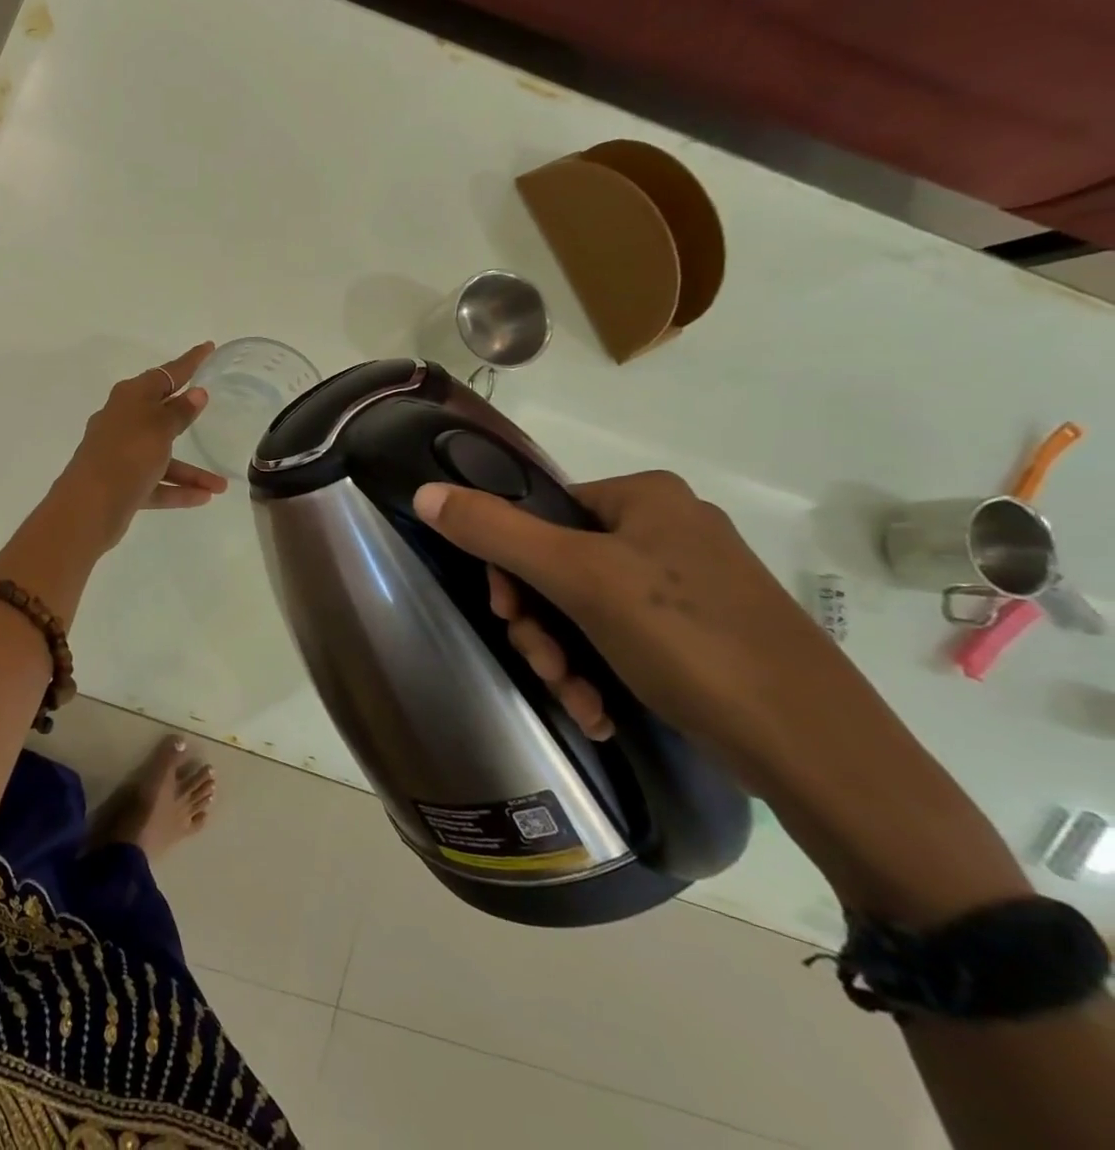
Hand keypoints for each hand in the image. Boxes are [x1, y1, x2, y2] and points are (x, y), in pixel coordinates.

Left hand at [57, 343, 228, 548]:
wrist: (89, 507)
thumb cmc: (127, 455)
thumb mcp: (158, 428)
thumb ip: (179, 412)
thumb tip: (195, 393)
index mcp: (129, 398)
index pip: (165, 374)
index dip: (188, 362)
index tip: (209, 348)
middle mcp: (122, 422)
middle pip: (159, 412)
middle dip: (186, 413)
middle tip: (211, 403)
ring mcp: (120, 455)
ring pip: (162, 456)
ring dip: (191, 469)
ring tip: (222, 485)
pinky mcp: (122, 484)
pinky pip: (156, 483)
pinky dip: (178, 489)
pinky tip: (205, 497)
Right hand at [413, 470, 858, 780]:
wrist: (817, 749)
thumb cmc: (687, 639)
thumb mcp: (578, 578)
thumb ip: (494, 531)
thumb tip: (424, 492)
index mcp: (644, 496)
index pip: (540, 512)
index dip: (509, 565)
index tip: (506, 614)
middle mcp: (667, 527)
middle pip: (559, 564)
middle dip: (539, 623)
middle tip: (544, 665)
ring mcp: (689, 582)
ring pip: (587, 607)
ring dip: (565, 654)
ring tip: (576, 698)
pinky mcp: (703, 631)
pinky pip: (624, 636)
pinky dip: (601, 671)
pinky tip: (600, 709)